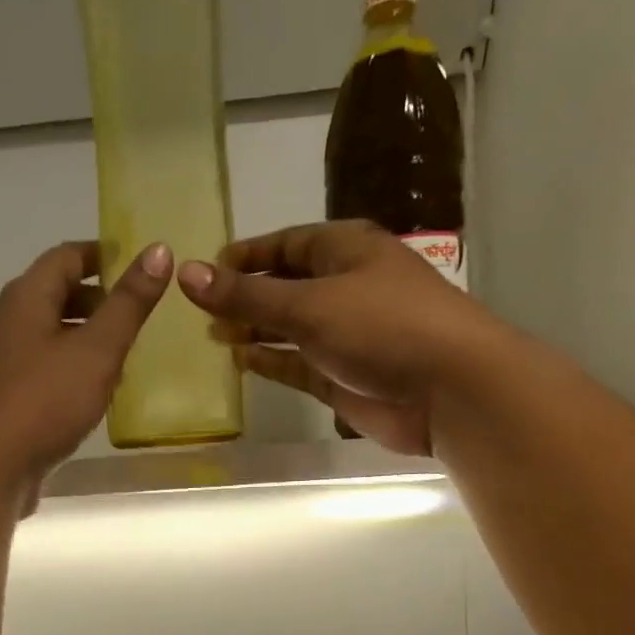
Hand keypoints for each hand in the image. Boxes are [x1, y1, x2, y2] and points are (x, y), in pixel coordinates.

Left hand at [0, 239, 172, 491]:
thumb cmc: (43, 402)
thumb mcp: (96, 350)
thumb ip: (128, 304)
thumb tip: (158, 249)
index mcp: (24, 299)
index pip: (66, 257)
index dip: (103, 255)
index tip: (139, 266)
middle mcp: (6, 323)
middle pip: (55, 295)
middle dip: (97, 300)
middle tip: (139, 315)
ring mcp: (0, 363)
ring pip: (49, 336)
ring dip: (85, 339)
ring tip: (125, 356)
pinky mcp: (2, 398)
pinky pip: (42, 370)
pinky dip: (70, 370)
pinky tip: (93, 394)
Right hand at [179, 220, 491, 455]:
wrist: (448, 389)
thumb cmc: (381, 326)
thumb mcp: (307, 304)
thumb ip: (246, 295)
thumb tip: (186, 274)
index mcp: (344, 250)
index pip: (285, 244)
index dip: (245, 256)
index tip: (204, 272)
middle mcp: (344, 287)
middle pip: (285, 286)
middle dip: (245, 297)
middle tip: (200, 311)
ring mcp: (345, 334)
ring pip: (289, 328)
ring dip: (255, 331)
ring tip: (213, 336)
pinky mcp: (343, 375)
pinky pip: (298, 364)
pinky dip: (272, 362)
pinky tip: (242, 362)